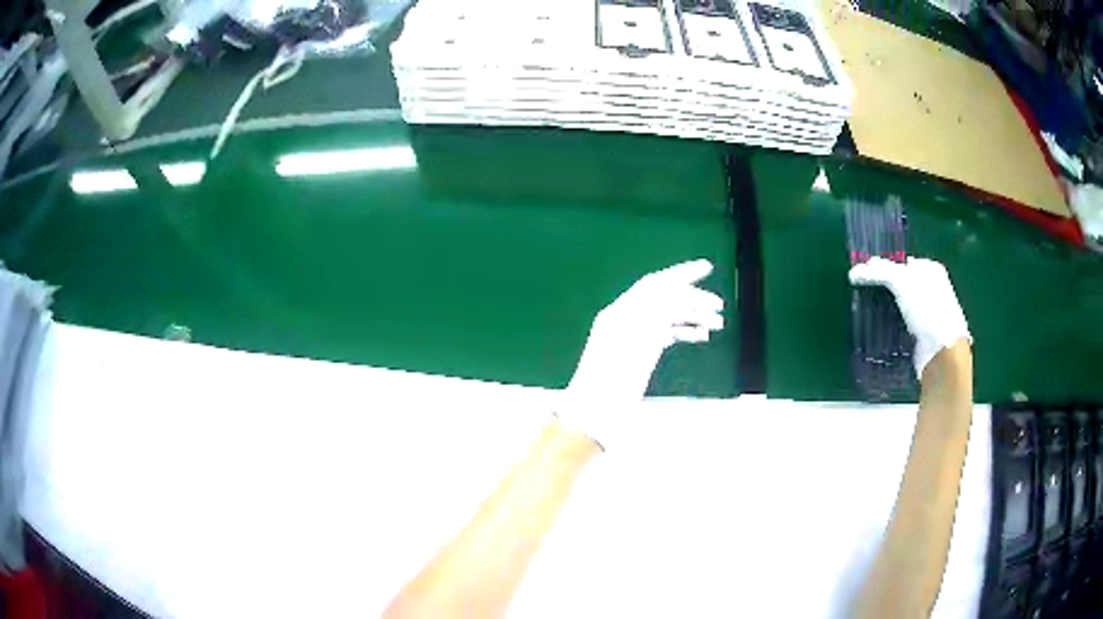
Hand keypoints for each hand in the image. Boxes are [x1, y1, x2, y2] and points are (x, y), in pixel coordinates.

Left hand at [556, 259, 723, 449]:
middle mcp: (626, 318)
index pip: (656, 283)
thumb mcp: (636, 345)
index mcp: (622, 312)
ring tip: (718, 324)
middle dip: (693, 297)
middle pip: (664, 297)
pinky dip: (683, 331)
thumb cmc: (612, 383)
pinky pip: (663, 333)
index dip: (682, 273)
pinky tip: (701, 335)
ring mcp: (631, 335)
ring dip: (692, 316)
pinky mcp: (637, 353)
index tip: (707, 267)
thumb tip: (677, 292)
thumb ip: (656, 316)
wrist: (595, 414)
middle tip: (720, 305)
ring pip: (667, 316)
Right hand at [848, 257, 970, 377]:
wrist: (941, 353)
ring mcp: (928, 314)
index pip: (903, 262)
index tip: (867, 274)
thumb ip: (879, 272)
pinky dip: (891, 326)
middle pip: (902, 284)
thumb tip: (854, 272)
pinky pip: (901, 325)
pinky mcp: (921, 336)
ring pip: (901, 306)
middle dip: (884, 288)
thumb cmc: (927, 309)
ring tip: (867, 311)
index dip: (885, 266)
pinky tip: (879, 328)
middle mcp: (932, 290)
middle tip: (865, 292)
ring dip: (886, 309)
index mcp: (932, 270)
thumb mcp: (902, 281)